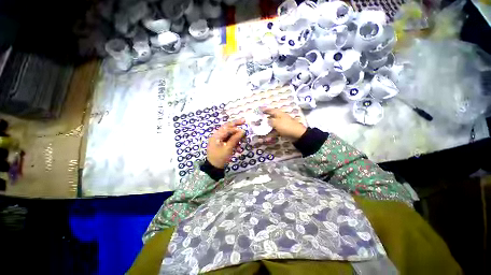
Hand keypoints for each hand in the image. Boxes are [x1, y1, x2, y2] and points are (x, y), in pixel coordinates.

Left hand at [207, 118, 245, 168]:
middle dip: (236, 125)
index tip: (244, 131)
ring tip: (243, 140)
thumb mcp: (228, 148)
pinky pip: (228, 139)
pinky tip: (238, 148)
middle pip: (227, 127)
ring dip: (236, 136)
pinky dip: (233, 142)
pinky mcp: (220, 143)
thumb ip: (235, 138)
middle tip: (244, 121)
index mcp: (216, 135)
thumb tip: (243, 131)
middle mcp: (216, 135)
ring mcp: (218, 139)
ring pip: (228, 133)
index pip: (227, 128)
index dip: (236, 128)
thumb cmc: (220, 158)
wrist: (213, 168)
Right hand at [262, 108, 306, 140]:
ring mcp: (282, 125)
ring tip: (262, 128)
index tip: (260, 110)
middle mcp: (281, 118)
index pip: (271, 110)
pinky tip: (267, 135)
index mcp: (279, 114)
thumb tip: (267, 120)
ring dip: (268, 127)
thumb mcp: (276, 123)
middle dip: (266, 119)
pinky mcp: (283, 130)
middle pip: (272, 117)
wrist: (297, 134)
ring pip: (273, 125)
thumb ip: (270, 121)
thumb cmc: (286, 127)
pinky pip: (275, 131)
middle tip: (259, 120)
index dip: (266, 110)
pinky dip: (272, 133)